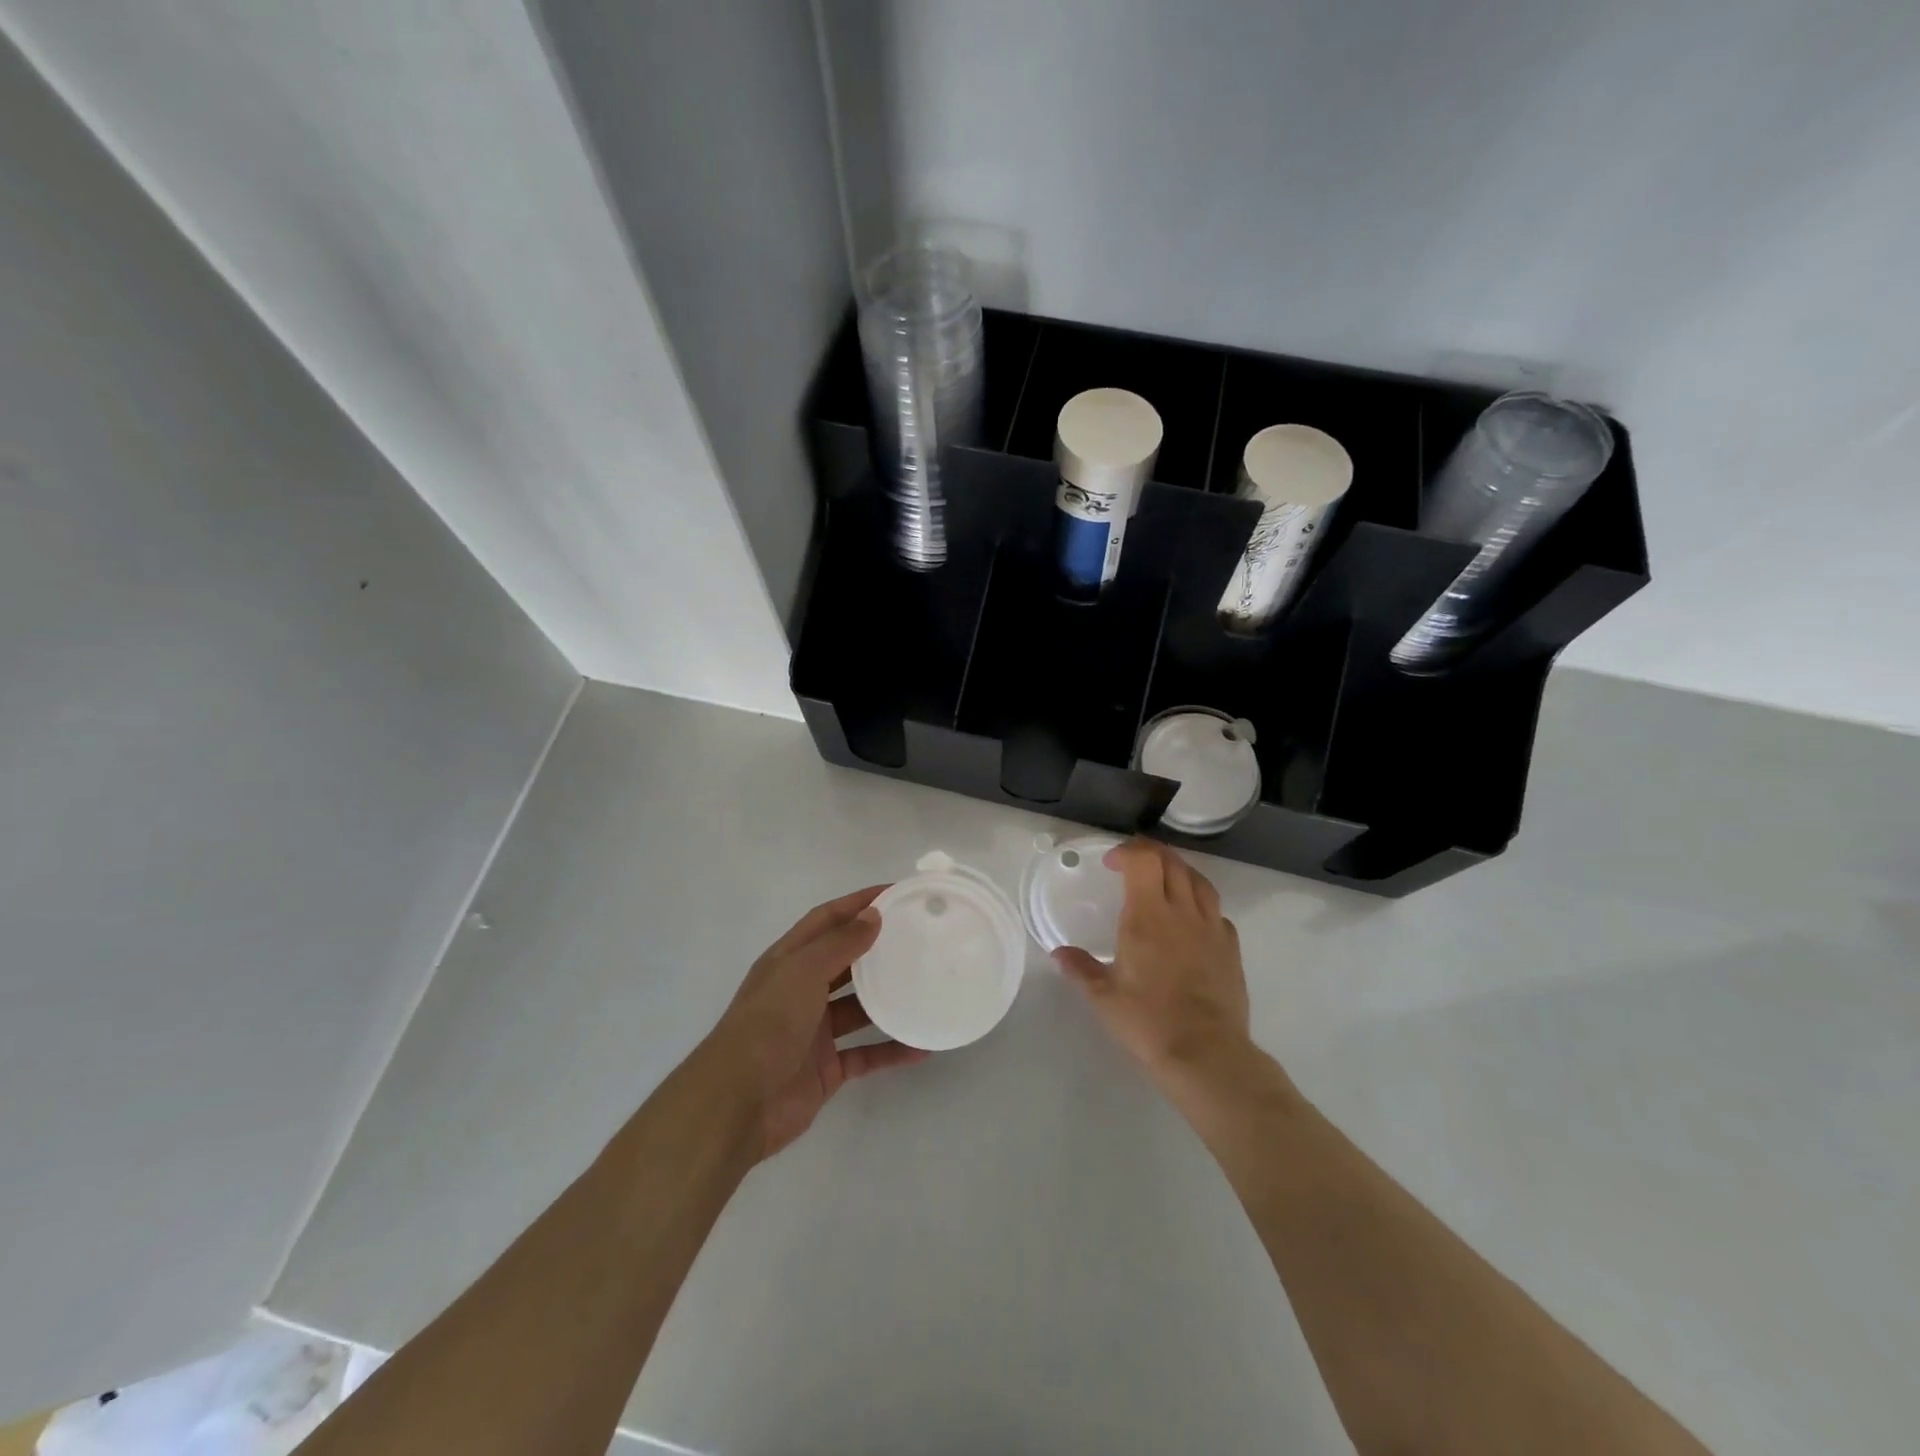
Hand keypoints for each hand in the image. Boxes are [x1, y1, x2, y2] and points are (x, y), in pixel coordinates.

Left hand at [706, 886, 928, 1159]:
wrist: (738, 1103)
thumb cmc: (768, 1024)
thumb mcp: (803, 972)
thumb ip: (840, 943)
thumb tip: (873, 914)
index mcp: (789, 960)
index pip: (826, 919)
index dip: (858, 903)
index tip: (896, 893)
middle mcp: (801, 991)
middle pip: (845, 961)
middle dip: (877, 948)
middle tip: (918, 937)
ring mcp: (814, 1031)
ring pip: (858, 1008)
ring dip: (888, 999)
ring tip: (926, 986)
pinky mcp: (826, 1068)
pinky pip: (865, 1053)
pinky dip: (891, 1050)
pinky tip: (921, 1046)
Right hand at [1054, 838, 1249, 1078]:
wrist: (1207, 1053)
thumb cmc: (1148, 1022)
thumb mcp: (1104, 997)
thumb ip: (1081, 969)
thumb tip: (1059, 954)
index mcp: (1148, 916)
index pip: (1144, 861)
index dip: (1127, 851)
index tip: (1111, 863)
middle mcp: (1182, 913)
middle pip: (1172, 863)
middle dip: (1151, 854)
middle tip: (1133, 863)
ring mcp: (1211, 928)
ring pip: (1200, 881)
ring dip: (1179, 871)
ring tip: (1164, 881)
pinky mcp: (1231, 948)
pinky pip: (1217, 911)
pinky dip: (1201, 904)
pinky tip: (1192, 919)